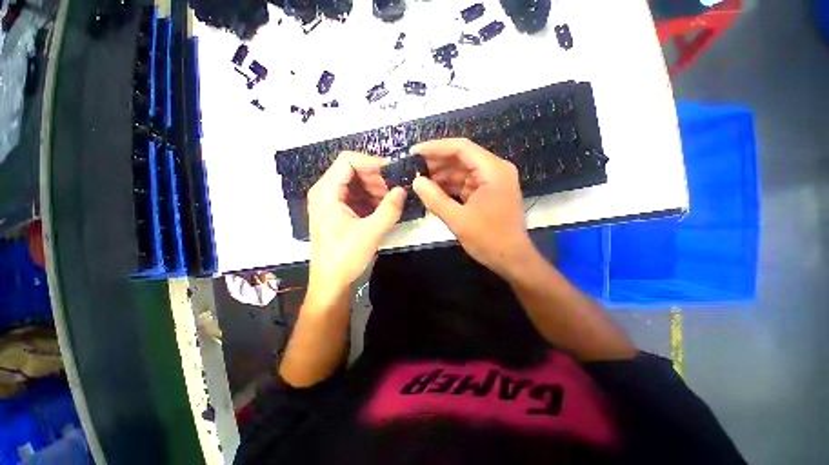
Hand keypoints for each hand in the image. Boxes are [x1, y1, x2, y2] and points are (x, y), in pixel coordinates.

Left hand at [307, 152, 406, 296]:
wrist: (330, 282)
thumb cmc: (345, 258)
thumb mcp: (370, 232)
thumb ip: (389, 209)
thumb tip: (403, 189)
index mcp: (327, 192)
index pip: (348, 161)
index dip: (371, 162)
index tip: (393, 172)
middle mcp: (326, 192)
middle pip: (352, 171)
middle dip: (376, 177)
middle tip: (397, 188)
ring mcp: (332, 202)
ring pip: (356, 184)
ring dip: (376, 188)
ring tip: (394, 198)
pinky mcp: (338, 212)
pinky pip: (357, 197)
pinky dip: (371, 199)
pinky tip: (385, 207)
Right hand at [412, 138, 534, 277]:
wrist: (512, 259)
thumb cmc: (489, 239)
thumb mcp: (458, 219)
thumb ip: (435, 198)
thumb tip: (416, 181)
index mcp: (493, 170)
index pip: (461, 148)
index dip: (436, 147)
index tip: (414, 152)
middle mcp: (495, 170)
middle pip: (462, 157)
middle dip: (437, 162)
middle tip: (414, 167)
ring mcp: (492, 182)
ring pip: (463, 171)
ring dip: (442, 175)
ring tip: (420, 180)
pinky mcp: (488, 193)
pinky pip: (466, 183)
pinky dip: (450, 186)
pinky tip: (434, 190)